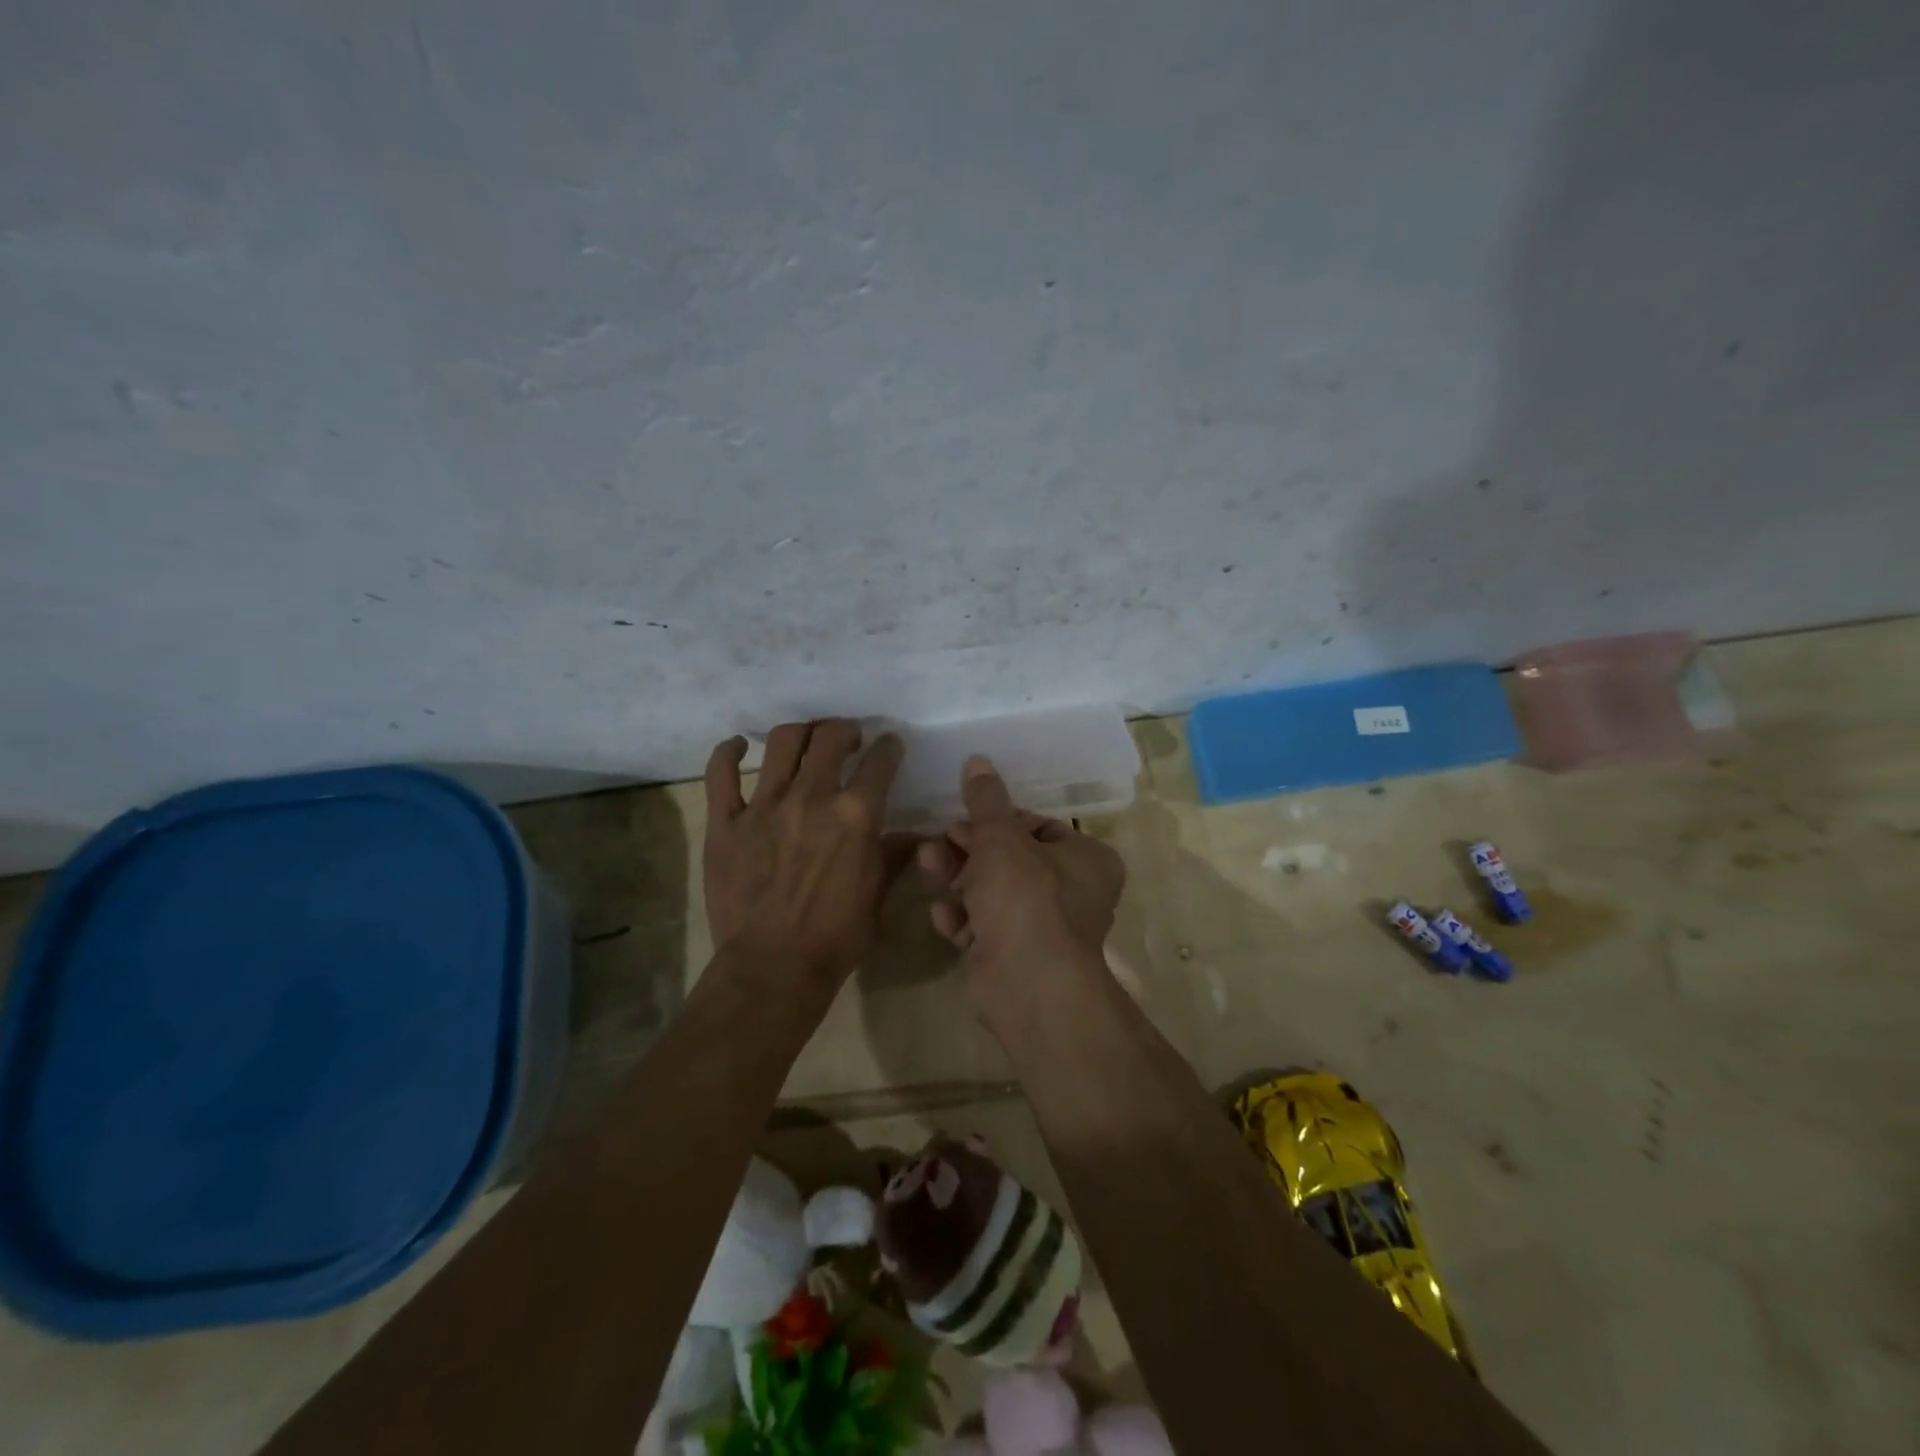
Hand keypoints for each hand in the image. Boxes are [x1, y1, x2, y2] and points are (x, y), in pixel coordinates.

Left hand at [703, 719, 906, 985]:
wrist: (773, 968)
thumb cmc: (836, 936)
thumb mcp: (877, 895)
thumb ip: (894, 855)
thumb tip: (915, 834)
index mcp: (855, 815)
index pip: (880, 761)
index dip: (889, 747)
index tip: (889, 746)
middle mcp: (812, 798)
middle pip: (830, 737)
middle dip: (846, 729)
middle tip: (848, 739)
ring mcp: (764, 806)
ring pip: (782, 742)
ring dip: (801, 732)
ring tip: (806, 740)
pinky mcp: (726, 821)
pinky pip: (721, 773)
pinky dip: (729, 752)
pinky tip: (740, 746)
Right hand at [916, 755, 1125, 1018]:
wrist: (1028, 985)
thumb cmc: (1025, 898)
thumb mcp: (1001, 839)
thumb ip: (986, 801)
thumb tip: (978, 760)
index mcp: (1086, 858)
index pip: (1037, 826)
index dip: (997, 820)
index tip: (964, 816)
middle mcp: (1072, 892)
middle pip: (1010, 859)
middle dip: (968, 849)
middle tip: (937, 841)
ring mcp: (1042, 928)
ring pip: (992, 893)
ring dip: (958, 879)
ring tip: (926, 865)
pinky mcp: (1014, 956)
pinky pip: (984, 927)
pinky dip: (963, 919)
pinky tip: (942, 916)